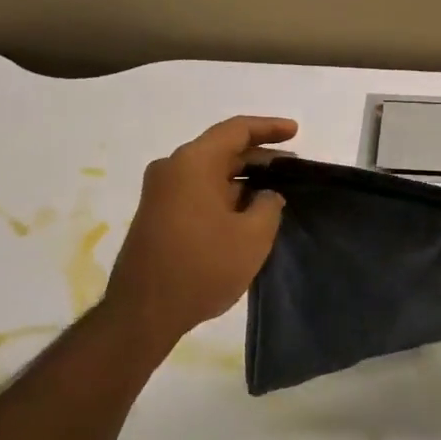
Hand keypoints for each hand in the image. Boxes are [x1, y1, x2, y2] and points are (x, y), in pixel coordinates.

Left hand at [102, 116, 296, 343]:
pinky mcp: (159, 216)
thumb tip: (265, 196)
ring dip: (243, 179)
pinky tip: (249, 212)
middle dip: (259, 157)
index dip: (269, 128)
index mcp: (193, 163)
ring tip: (276, 190)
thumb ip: (268, 206)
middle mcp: (172, 169)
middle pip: (222, 150)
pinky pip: (198, 192)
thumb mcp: (253, 236)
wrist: (145, 311)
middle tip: (292, 167)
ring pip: (210, 173)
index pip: (236, 130)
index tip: (296, 132)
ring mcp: (161, 193)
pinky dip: (226, 195)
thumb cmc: (203, 266)